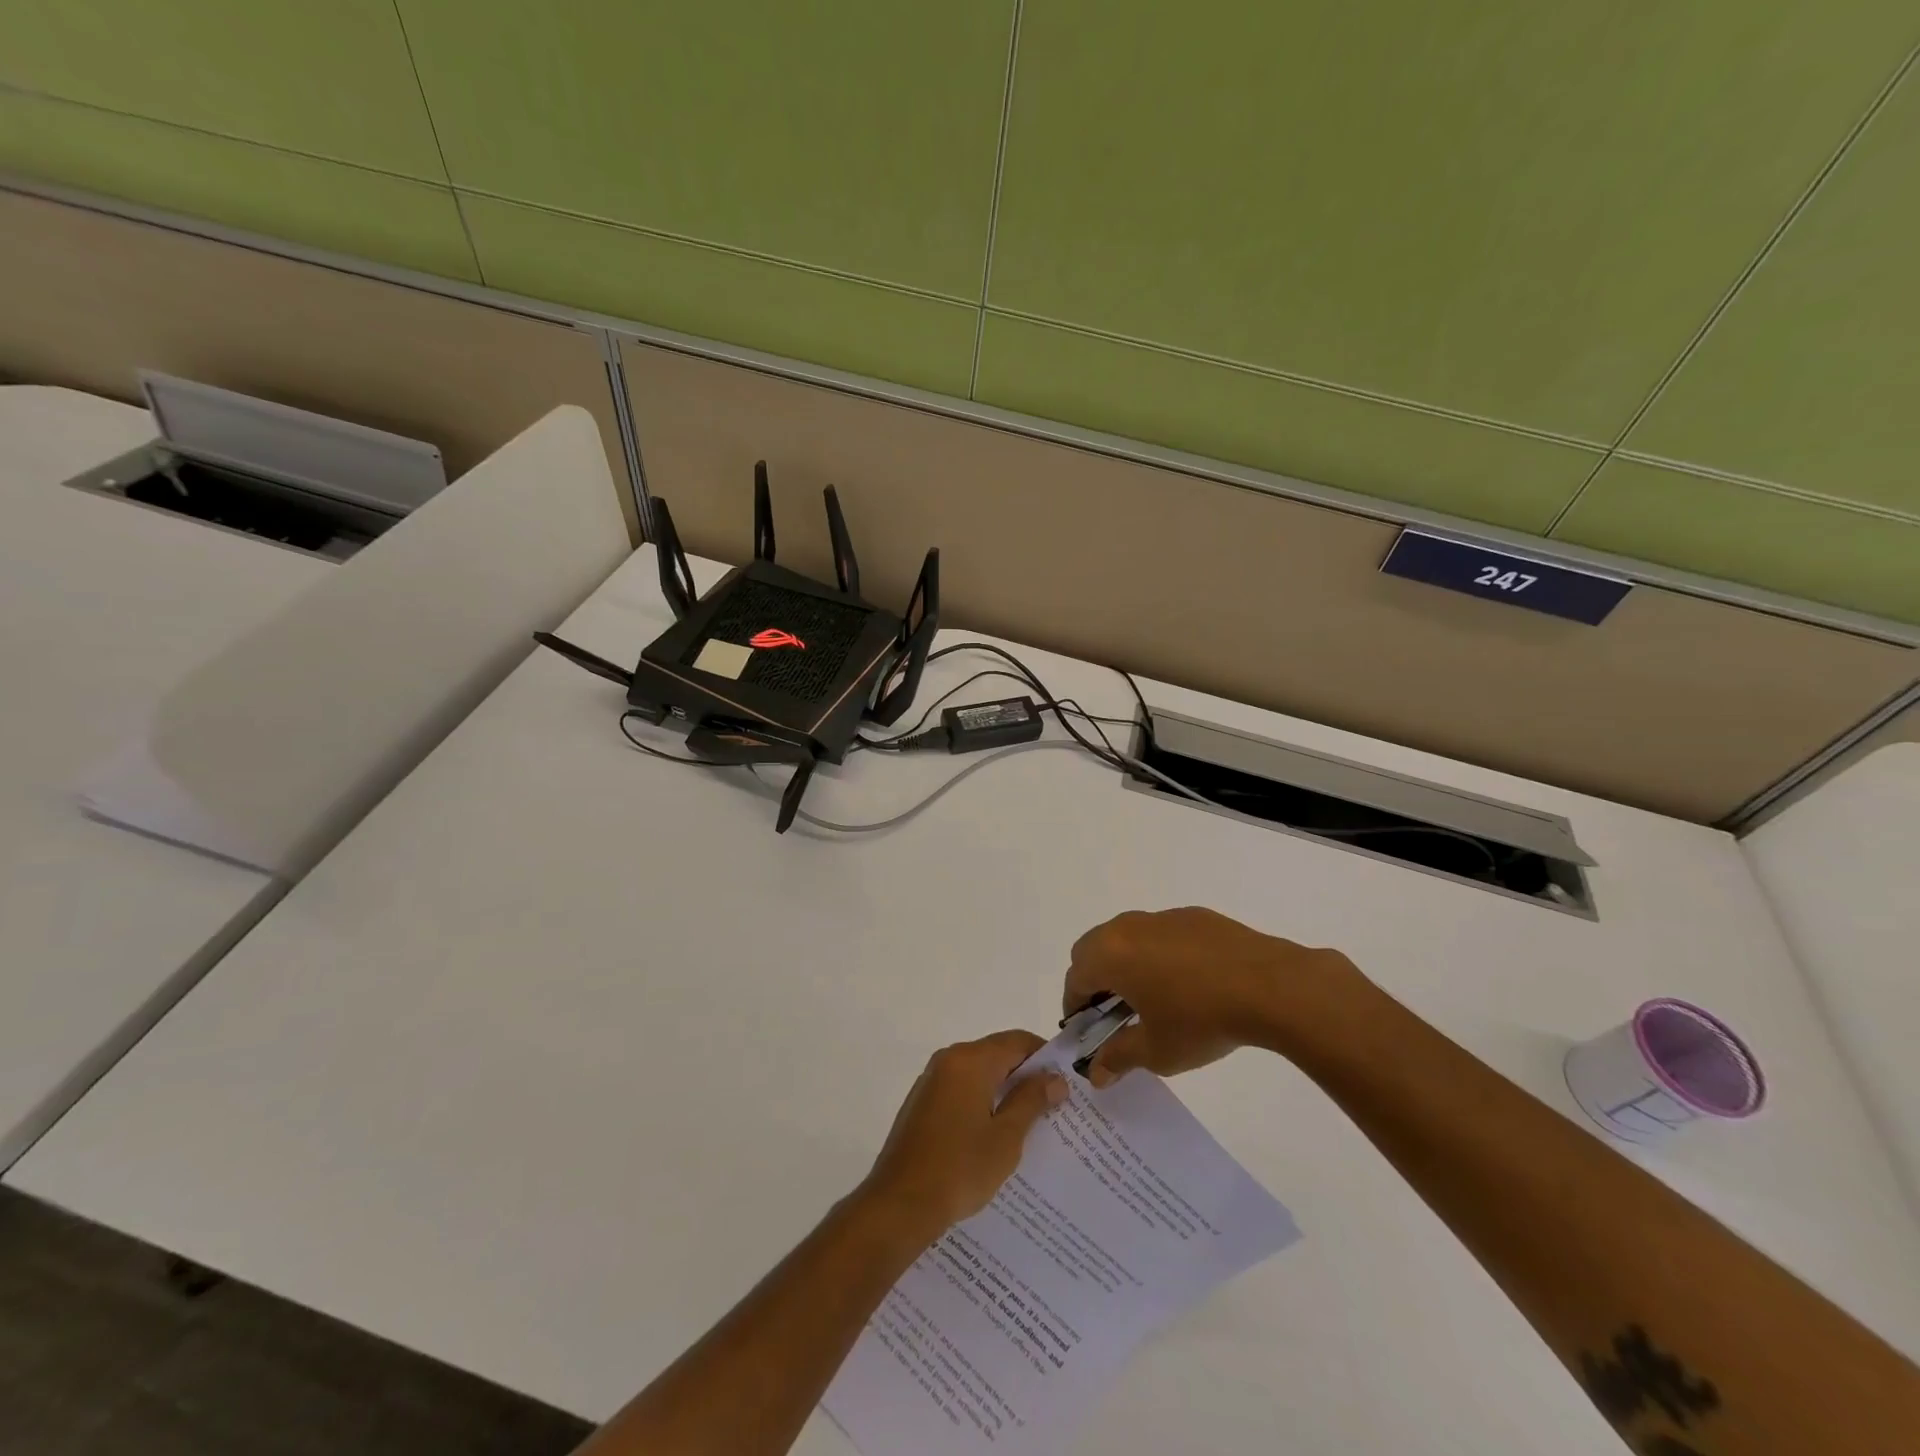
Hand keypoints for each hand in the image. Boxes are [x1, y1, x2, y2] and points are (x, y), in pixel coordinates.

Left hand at [860, 1031, 1068, 1239]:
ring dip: (1004, 1090)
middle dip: (1026, 1075)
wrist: (899, 1204)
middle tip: (1054, 1104)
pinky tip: (995, 1134)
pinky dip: (982, 1101)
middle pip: (997, 1053)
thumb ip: (1031, 1100)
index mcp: (970, 1060)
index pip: (1017, 1041)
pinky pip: (961, 1090)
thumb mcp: (1006, 1137)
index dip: (1044, 1056)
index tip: (1066, 1080)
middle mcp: (949, 1060)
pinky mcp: (922, 1103)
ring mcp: (932, 1080)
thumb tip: (1055, 1078)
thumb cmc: (959, 1168)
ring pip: (978, 1073)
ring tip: (1031, 1122)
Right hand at [1064, 907, 1362, 1085]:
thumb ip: (1118, 1057)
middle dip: (1095, 980)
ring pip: (1127, 937)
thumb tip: (1096, 1072)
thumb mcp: (1156, 1050)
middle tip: (1114, 1014)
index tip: (1087, 1032)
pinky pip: (1161, 934)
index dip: (1075, 1007)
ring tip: (1152, 998)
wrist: (1270, 986)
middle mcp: (1128, 927)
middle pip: (1093, 948)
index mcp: (1110, 955)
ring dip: (1126, 964)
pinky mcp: (1194, 917)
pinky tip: (1188, 983)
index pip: (1075, 978)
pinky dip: (1159, 954)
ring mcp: (1162, 918)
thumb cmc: (1201, 1020)